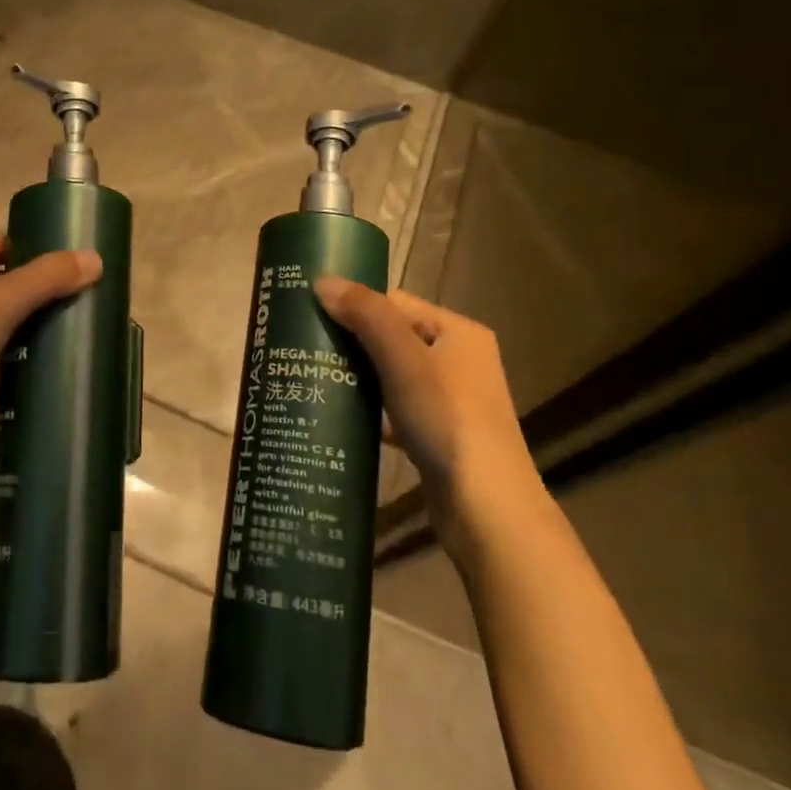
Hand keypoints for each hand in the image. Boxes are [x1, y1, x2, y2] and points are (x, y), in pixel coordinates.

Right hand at [313, 278, 542, 543]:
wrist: (486, 509)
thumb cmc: (446, 420)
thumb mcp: (404, 359)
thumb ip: (366, 315)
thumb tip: (322, 280)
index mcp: (458, 332)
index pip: (396, 302)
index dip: (355, 305)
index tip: (311, 314)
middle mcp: (459, 360)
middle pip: (392, 337)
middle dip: (351, 342)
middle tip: (304, 349)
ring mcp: (451, 400)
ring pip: (392, 375)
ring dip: (358, 377)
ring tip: (312, 379)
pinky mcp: (439, 435)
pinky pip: (396, 409)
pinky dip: (371, 411)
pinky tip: (340, 419)